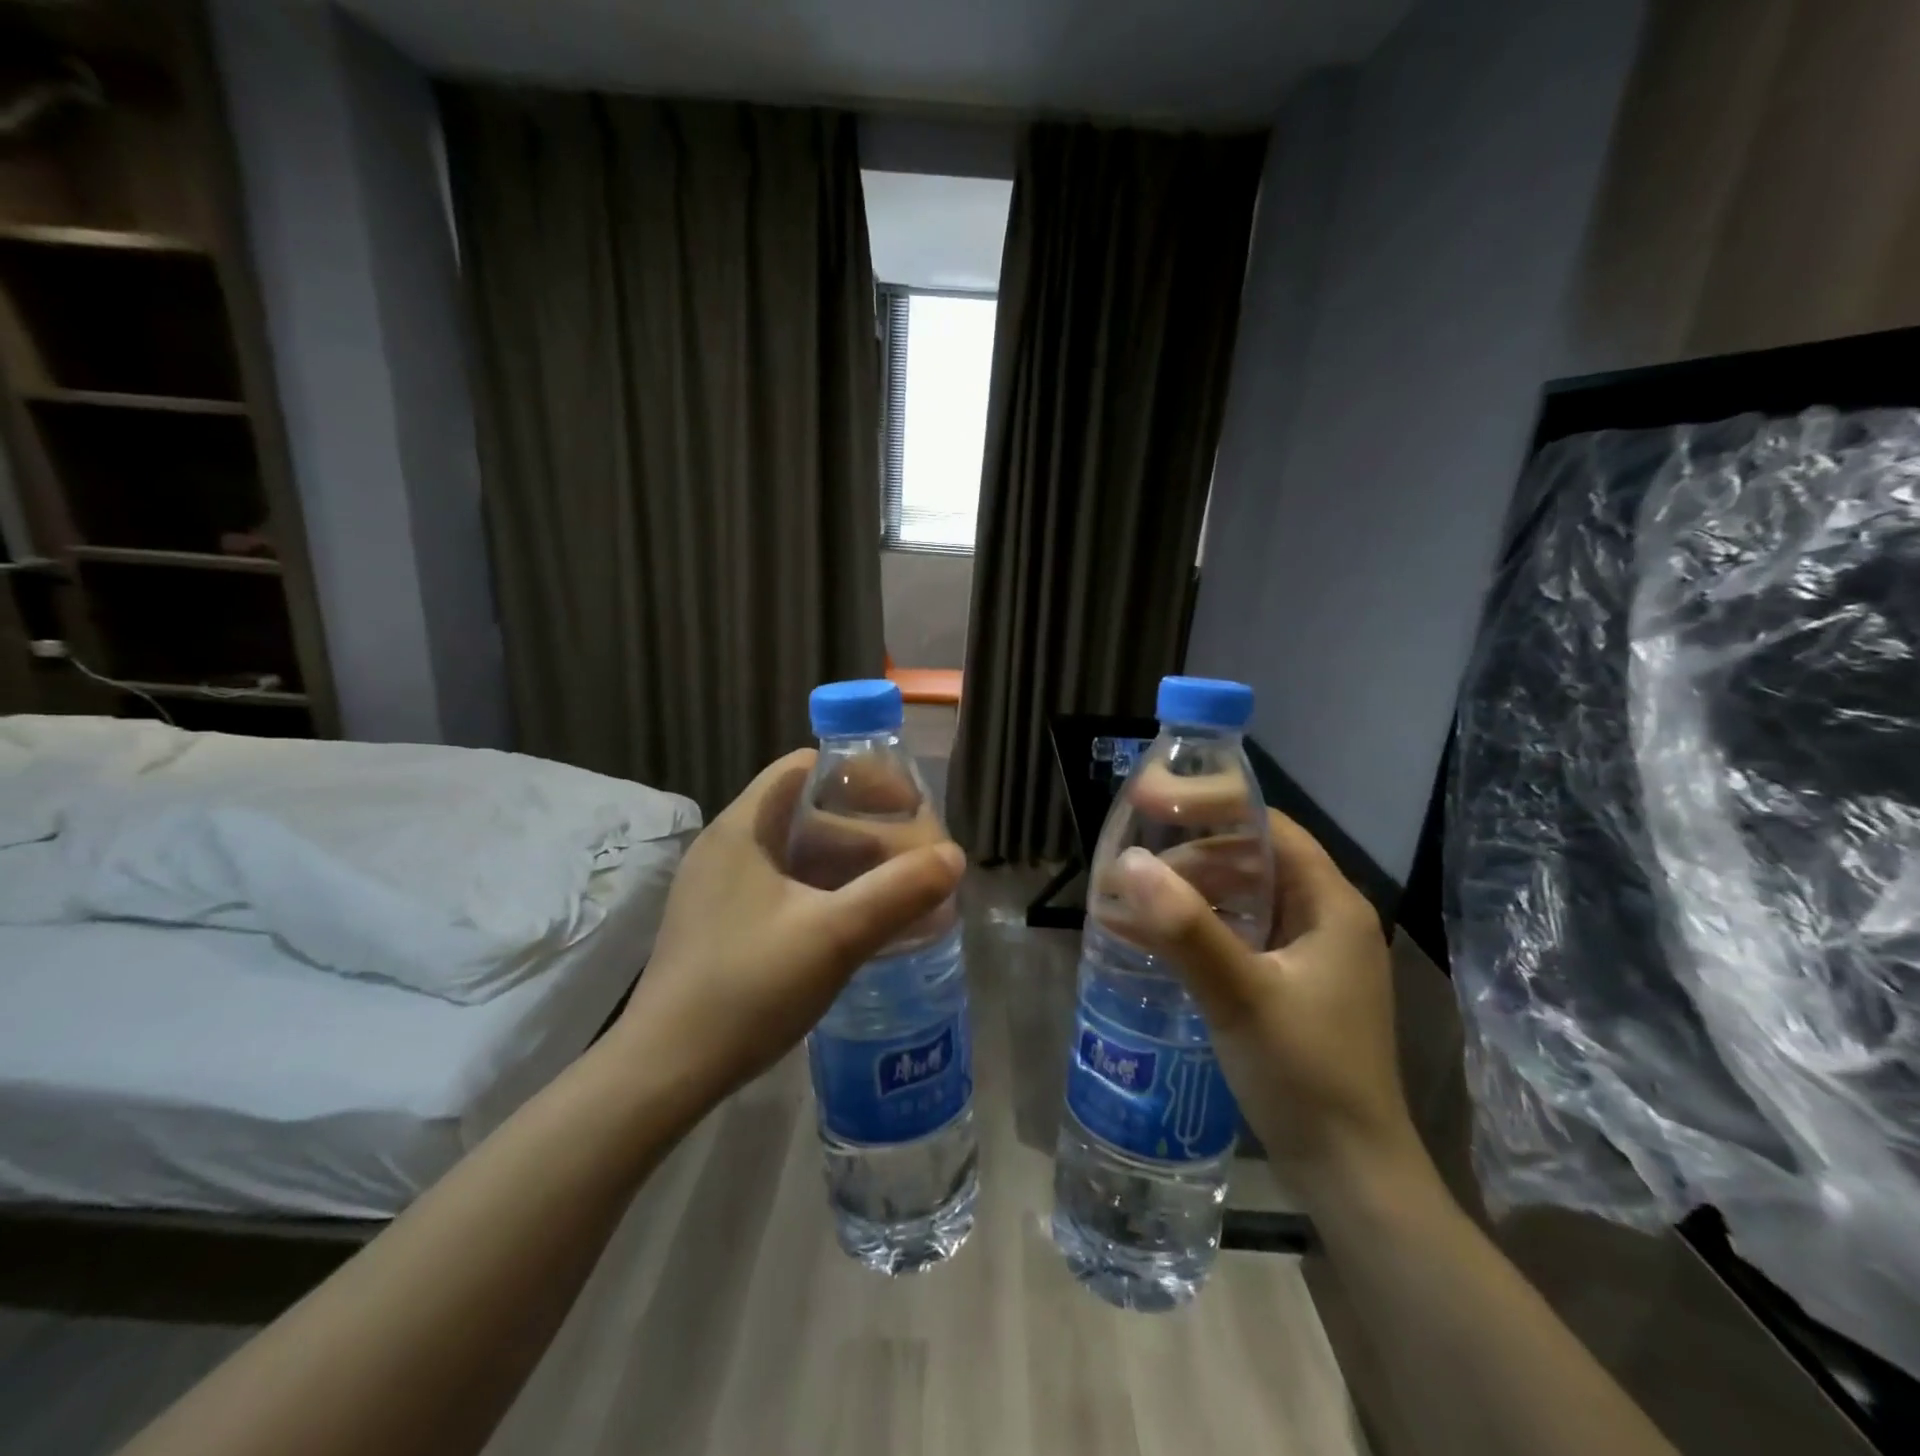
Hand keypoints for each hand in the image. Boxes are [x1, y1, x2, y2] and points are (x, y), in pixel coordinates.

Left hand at [613, 750, 964, 1113]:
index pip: (804, 768)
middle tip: (912, 856)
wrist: (664, 1072)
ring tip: (897, 889)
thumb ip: (898, 892)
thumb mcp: (834, 937)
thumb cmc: (747, 988)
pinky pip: (784, 889)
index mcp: (743, 829)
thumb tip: (954, 856)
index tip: (904, 805)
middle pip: (805, 811)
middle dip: (864, 827)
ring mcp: (720, 889)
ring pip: (796, 855)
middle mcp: (727, 848)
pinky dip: (825, 893)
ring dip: (848, 864)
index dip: (858, 776)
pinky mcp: (722, 925)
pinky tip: (856, 923)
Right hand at [1111, 811, 1422, 1196]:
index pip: (1266, 827)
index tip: (1146, 804)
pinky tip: (1143, 941)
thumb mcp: (1241, 996)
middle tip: (1127, 873)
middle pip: (1247, 862)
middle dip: (1183, 861)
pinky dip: (1192, 933)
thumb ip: (1186, 928)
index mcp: (1329, 904)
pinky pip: (1234, 938)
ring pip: (1237, 901)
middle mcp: (1322, 919)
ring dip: (1181, 899)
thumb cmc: (1306, 1076)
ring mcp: (1306, 955)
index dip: (1207, 806)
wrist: (1351, 1177)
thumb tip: (1127, 862)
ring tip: (1123, 906)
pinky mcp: (1287, 986)